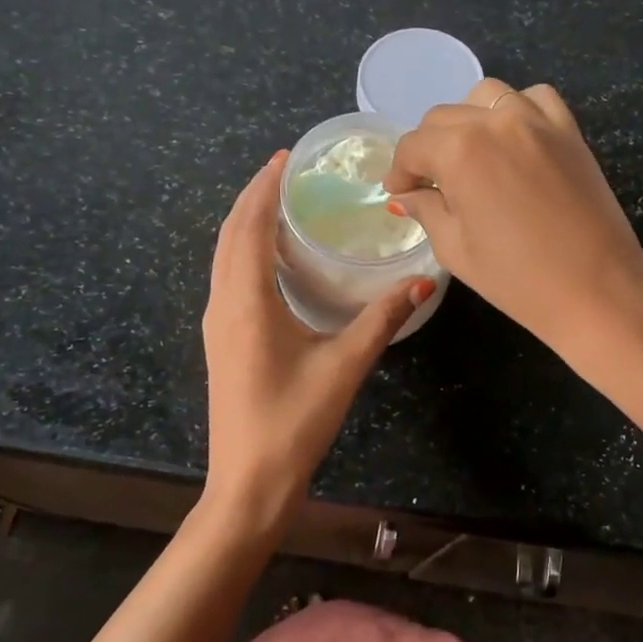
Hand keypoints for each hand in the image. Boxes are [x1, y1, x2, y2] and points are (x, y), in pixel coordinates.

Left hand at [202, 151, 434, 539]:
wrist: (248, 484)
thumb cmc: (294, 423)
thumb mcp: (345, 367)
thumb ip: (382, 319)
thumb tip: (424, 281)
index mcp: (246, 302)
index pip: (248, 227)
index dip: (263, 187)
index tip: (284, 157)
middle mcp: (224, 304)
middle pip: (230, 234)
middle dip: (253, 197)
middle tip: (286, 169)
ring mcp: (218, 324)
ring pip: (224, 256)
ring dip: (245, 223)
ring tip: (279, 201)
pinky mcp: (222, 340)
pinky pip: (228, 277)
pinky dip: (244, 251)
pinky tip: (272, 257)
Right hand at [383, 79, 642, 362]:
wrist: (597, 291)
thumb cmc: (517, 280)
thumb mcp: (456, 249)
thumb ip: (427, 210)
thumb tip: (408, 195)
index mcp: (460, 151)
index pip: (413, 147)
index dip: (399, 171)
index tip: (399, 192)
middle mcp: (495, 122)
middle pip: (443, 118)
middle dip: (428, 149)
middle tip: (431, 184)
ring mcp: (537, 121)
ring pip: (486, 97)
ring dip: (468, 121)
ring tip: (471, 156)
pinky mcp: (569, 130)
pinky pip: (535, 99)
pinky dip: (517, 110)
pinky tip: (514, 140)